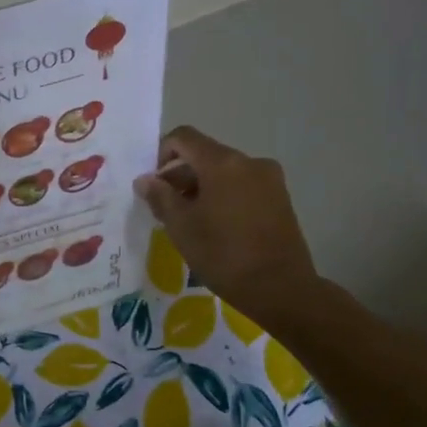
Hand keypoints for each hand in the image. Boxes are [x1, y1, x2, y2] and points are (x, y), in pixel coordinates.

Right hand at [134, 127, 322, 327]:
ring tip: (191, 221)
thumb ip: (160, 197)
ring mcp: (269, 179)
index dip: (161, 154)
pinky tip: (216, 226)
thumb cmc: (223, 254)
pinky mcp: (280, 198)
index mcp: (222, 163)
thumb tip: (145, 180)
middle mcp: (249, 162)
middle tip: (166, 208)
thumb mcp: (181, 227)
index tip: (154, 185)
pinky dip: (223, 196)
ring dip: (201, 187)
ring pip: (224, 171)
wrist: (281, 288)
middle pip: (204, 154)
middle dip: (180, 175)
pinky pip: (242, 185)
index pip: (183, 137)